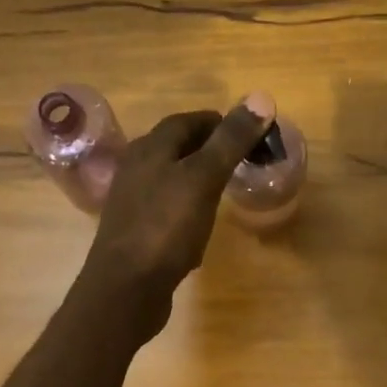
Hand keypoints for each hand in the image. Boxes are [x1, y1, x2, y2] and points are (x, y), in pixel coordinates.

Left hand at [78, 97, 271, 339]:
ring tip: (226, 188)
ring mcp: (132, 202)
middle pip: (175, 148)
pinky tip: (201, 224)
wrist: (124, 289)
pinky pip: (165, 209)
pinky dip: (186, 207)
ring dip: (196, 178)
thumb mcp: (203, 179)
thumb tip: (261, 97)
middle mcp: (136, 169)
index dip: (218, 122)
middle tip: (242, 159)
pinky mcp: (135, 232)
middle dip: (208, 148)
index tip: (248, 132)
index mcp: (150, 149)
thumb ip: (230, 141)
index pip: (186, 121)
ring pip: (170, 178)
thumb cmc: (165, 228)